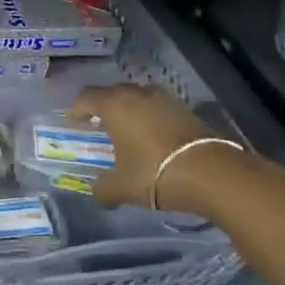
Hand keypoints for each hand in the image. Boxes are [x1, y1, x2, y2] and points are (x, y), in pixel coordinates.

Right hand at [69, 83, 218, 210]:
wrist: (211, 173)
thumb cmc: (154, 173)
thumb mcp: (121, 187)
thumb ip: (103, 189)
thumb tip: (98, 193)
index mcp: (115, 105)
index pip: (87, 98)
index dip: (77, 109)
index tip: (73, 121)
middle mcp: (138, 94)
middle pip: (113, 92)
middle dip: (103, 106)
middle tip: (98, 123)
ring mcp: (165, 99)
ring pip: (138, 97)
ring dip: (129, 109)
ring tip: (127, 128)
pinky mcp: (186, 109)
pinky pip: (158, 107)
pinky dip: (150, 117)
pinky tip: (152, 136)